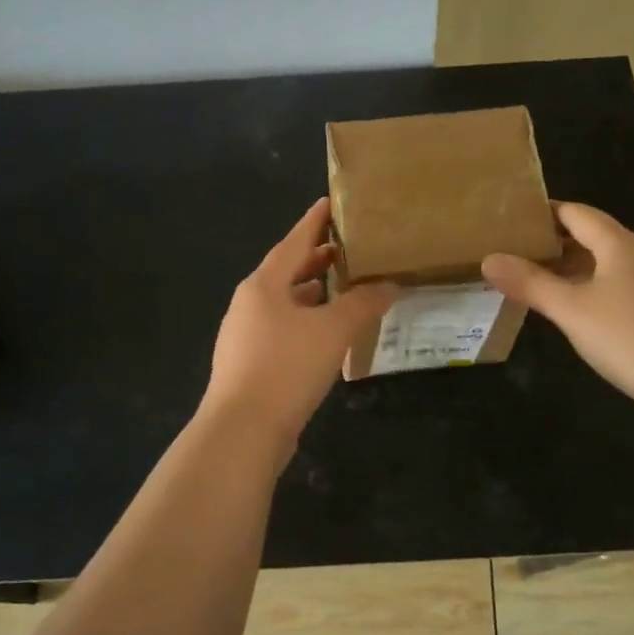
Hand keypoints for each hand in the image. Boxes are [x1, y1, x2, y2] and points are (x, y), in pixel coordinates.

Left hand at [202, 198, 397, 452]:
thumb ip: (364, 303)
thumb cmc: (286, 367)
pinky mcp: (249, 362)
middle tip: (346, 247)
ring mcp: (245, 334)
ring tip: (340, 286)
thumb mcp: (333, 330)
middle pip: (286, 270)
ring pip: (283, 302)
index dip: (315, 221)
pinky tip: (324, 332)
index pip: (294, 241)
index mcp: (263, 284)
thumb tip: (391, 284)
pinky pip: (281, 328)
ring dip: (310, 291)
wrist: (242, 431)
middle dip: (315, 258)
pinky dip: (304, 320)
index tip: (331, 203)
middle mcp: (249, 303)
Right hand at [482, 202, 633, 431]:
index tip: (507, 219)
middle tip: (509, 252)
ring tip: (530, 281)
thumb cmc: (631, 337)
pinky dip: (587, 292)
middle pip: (589, 237)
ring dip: (568, 270)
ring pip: (602, 266)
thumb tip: (489, 259)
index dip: (542, 212)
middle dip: (550, 242)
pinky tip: (569, 313)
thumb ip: (530, 283)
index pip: (575, 212)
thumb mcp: (571, 309)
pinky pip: (614, 290)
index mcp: (618, 244)